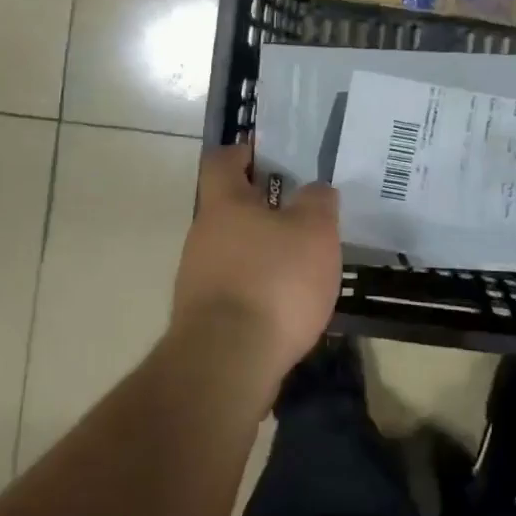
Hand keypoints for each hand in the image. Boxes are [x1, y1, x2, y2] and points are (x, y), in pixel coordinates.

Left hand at [173, 144, 341, 389]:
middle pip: (229, 209)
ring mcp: (197, 278)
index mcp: (224, 204)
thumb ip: (318, 202)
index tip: (269, 157)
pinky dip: (259, 289)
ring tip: (302, 265)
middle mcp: (203, 236)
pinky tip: (287, 306)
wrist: (228, 363)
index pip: (222, 161)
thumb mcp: (314, 231)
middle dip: (264, 209)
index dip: (244, 153)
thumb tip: (314, 190)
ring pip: (233, 250)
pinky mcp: (203, 318)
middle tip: (303, 216)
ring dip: (262, 252)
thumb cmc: (274, 281)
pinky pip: (235, 288)